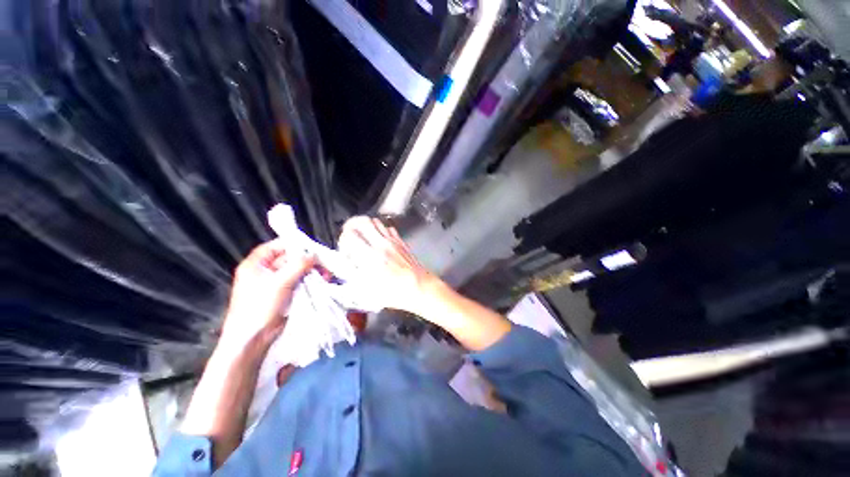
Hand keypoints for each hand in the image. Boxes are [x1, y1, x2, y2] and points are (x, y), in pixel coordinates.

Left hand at [219, 239, 313, 350]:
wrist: (253, 339)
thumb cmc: (260, 307)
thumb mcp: (279, 283)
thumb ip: (297, 265)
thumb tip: (314, 255)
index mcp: (256, 264)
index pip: (276, 246)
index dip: (293, 244)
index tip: (311, 247)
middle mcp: (265, 271)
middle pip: (290, 258)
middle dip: (307, 260)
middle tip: (324, 263)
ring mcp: (276, 283)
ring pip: (297, 271)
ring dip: (312, 271)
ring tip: (326, 275)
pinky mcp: (285, 294)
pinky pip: (300, 282)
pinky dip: (311, 280)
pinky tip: (322, 281)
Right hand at [338, 216, 437, 313]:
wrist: (420, 287)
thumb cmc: (394, 293)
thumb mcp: (366, 290)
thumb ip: (350, 273)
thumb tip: (340, 262)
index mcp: (370, 257)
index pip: (349, 235)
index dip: (342, 241)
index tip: (344, 250)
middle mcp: (381, 244)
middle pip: (362, 221)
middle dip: (351, 225)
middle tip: (349, 234)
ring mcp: (393, 241)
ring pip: (375, 221)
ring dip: (365, 226)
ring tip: (363, 237)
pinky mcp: (401, 241)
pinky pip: (388, 228)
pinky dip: (380, 230)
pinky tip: (379, 241)